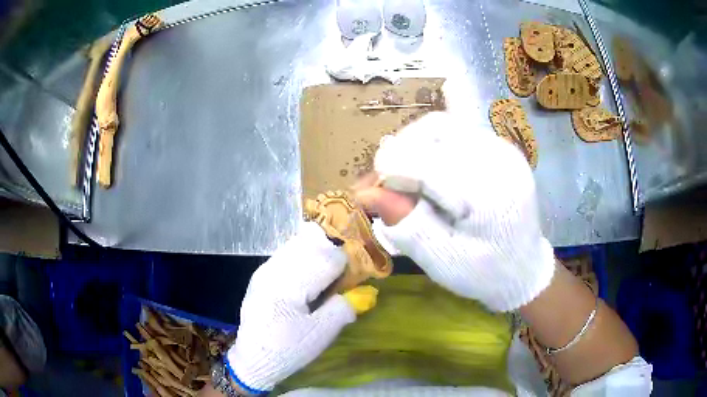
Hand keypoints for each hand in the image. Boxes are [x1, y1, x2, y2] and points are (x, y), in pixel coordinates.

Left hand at [226, 222, 355, 392]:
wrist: (253, 358)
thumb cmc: (288, 349)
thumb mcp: (321, 334)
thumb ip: (343, 308)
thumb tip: (363, 291)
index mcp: (290, 285)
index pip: (327, 258)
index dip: (346, 266)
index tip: (352, 281)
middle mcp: (274, 270)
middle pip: (311, 245)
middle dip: (331, 256)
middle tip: (340, 277)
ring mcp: (264, 270)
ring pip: (297, 246)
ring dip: (316, 254)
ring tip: (324, 276)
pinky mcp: (260, 275)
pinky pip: (286, 255)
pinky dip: (302, 259)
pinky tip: (306, 278)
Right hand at [355, 111, 555, 311]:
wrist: (523, 268)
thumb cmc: (483, 272)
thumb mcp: (442, 259)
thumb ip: (407, 225)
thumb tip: (366, 194)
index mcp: (489, 195)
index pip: (428, 163)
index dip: (391, 170)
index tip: (368, 190)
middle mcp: (499, 160)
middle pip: (435, 130)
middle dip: (401, 151)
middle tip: (386, 180)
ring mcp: (503, 149)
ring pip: (444, 125)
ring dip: (414, 144)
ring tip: (405, 173)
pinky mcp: (501, 148)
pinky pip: (458, 131)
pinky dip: (432, 143)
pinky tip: (427, 165)